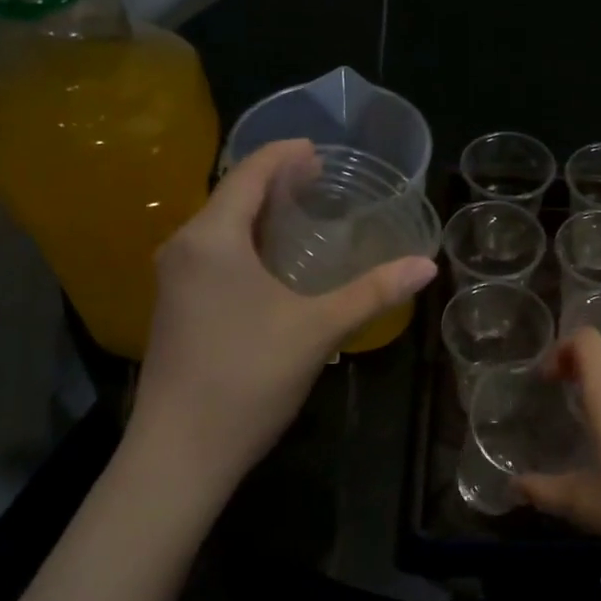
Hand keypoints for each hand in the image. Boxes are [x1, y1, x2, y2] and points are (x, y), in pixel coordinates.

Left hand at [130, 139, 437, 487]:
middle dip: (275, 182)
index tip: (318, 149)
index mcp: (212, 239)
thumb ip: (372, 292)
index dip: (284, 155)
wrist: (180, 451)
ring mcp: (174, 280)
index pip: (248, 174)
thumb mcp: (318, 330)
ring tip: (302, 212)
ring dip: (260, 214)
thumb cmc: (247, 377)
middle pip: (231, 196)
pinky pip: (213, 254)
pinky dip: (246, 242)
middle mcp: (184, 248)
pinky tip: (274, 262)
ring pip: (220, 228)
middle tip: (320, 179)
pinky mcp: (176, 308)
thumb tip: (426, 265)